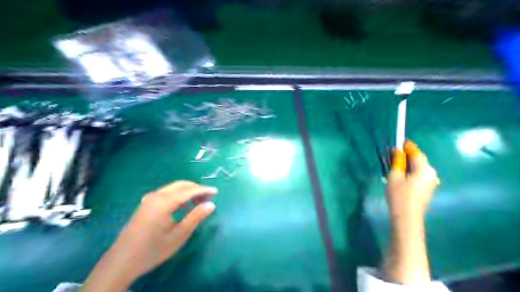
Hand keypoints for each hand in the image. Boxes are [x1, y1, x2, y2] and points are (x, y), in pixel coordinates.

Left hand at [81, 182, 217, 289]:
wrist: (121, 262)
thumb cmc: (153, 250)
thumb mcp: (179, 235)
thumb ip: (196, 217)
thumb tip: (211, 204)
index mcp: (164, 202)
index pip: (189, 191)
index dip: (204, 190)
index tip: (216, 192)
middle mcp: (156, 196)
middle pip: (180, 185)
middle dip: (196, 189)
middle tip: (208, 197)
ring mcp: (149, 199)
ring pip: (173, 188)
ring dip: (187, 192)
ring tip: (198, 203)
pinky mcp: (145, 204)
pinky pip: (166, 193)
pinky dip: (178, 195)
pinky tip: (182, 206)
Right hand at [386, 140, 437, 219]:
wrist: (407, 217)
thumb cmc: (399, 195)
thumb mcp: (394, 176)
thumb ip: (397, 161)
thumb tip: (398, 151)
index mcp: (424, 169)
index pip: (416, 153)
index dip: (408, 146)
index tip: (400, 140)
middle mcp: (431, 173)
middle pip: (420, 160)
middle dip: (408, 155)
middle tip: (395, 153)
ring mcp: (432, 182)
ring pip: (420, 168)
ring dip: (410, 164)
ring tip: (397, 163)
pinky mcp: (429, 189)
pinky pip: (420, 175)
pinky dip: (412, 171)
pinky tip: (403, 174)